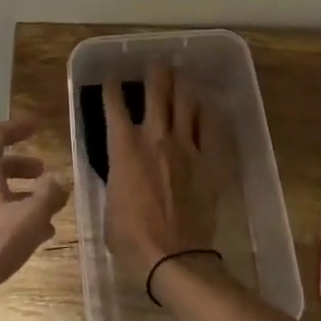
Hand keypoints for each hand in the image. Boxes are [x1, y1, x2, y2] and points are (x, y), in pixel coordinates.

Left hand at [0, 119, 68, 320]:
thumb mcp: (29, 218)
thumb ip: (49, 196)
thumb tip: (59, 181)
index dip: (16, 127)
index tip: (36, 127)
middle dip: (21, 165)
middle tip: (44, 172)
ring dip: (19, 195)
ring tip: (46, 211)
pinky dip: (11, 217)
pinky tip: (32, 238)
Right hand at [103, 63, 223, 295]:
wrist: (172, 257)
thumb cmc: (131, 238)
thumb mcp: (109, 203)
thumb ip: (116, 177)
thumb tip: (122, 170)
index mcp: (123, 149)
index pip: (114, 107)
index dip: (112, 88)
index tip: (112, 78)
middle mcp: (154, 138)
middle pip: (157, 93)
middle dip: (155, 73)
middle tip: (156, 63)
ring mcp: (185, 148)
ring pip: (185, 103)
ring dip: (182, 85)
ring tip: (181, 75)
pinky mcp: (208, 162)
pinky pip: (211, 127)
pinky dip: (207, 112)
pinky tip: (207, 104)